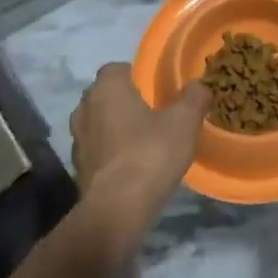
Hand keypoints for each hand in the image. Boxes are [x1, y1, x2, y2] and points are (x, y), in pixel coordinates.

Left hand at [70, 65, 209, 235]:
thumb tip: (199, 85)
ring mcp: (77, 139)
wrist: (116, 209)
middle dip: (127, 101)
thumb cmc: (149, 154)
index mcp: (107, 88)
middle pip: (107, 95)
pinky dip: (112, 152)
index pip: (118, 68)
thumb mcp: (184, 122)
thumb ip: (194, 97)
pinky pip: (98, 149)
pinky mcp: (78, 167)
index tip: (158, 89)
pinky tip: (133, 165)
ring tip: (145, 141)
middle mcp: (85, 108)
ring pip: (100, 123)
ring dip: (117, 128)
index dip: (138, 76)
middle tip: (155, 113)